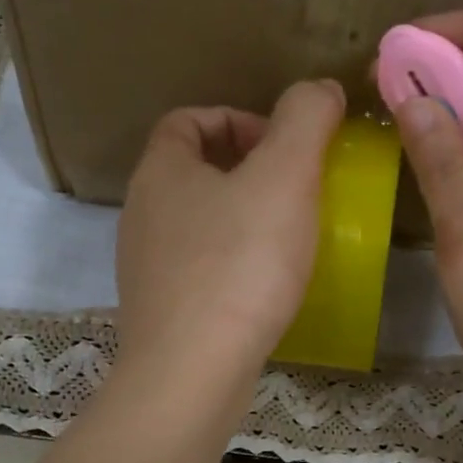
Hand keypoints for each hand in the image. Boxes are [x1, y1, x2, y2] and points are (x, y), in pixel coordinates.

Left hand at [115, 79, 344, 403]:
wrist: (192, 372)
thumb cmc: (238, 265)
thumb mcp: (284, 176)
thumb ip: (305, 119)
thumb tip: (320, 90)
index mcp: (160, 171)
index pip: (188, 120)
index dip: (237, 118)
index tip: (283, 145)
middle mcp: (142, 214)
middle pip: (193, 171)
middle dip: (246, 170)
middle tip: (296, 190)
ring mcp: (147, 267)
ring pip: (198, 223)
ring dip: (242, 218)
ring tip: (289, 238)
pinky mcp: (163, 312)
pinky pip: (201, 269)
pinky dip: (234, 264)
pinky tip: (268, 287)